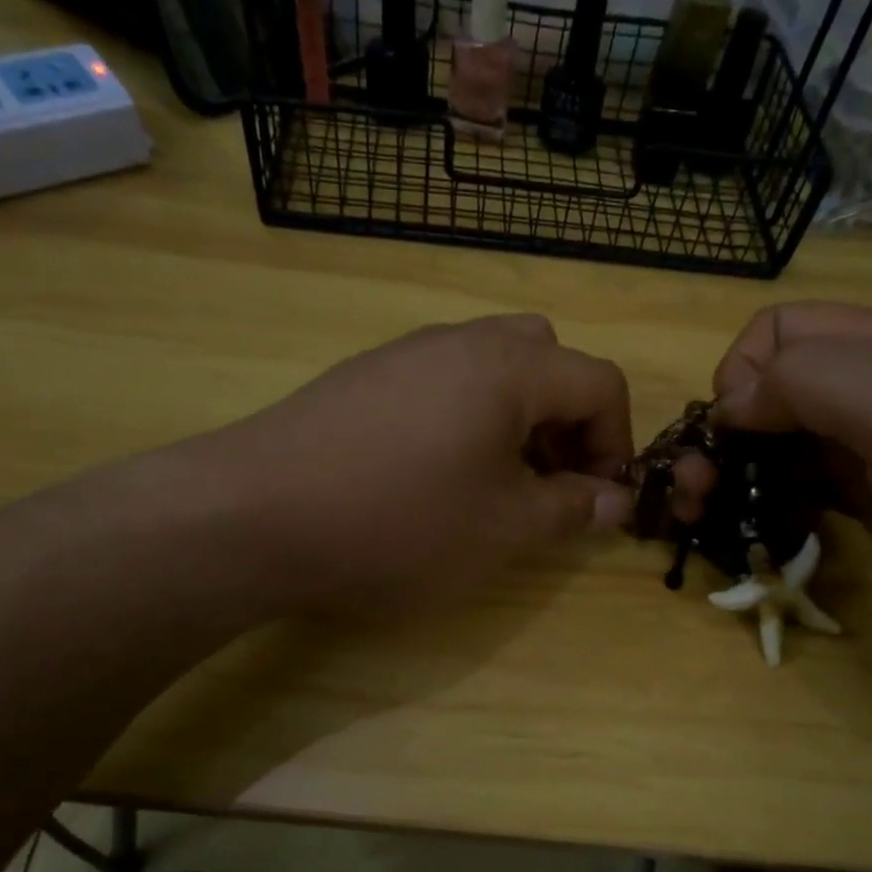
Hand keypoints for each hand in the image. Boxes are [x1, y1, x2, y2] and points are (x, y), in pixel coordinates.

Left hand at [214, 315, 634, 613]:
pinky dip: (465, 417)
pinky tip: (432, 474)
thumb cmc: (399, 523)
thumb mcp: (502, 529)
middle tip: (548, 481)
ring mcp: (406, 353)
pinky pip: (441, 380)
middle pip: (547, 358)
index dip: (616, 440)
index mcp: (510, 367)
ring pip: (491, 365)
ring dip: (516, 417)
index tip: (600, 497)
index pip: (599, 381)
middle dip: (566, 419)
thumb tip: (616, 501)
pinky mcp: (364, 376)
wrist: (256, 513)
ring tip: (495, 483)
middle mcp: (462, 341)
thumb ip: (571, 510)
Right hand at [681, 302, 871, 661]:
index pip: (777, 331)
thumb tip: (730, 403)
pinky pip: (800, 490)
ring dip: (734, 473)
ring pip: (778, 444)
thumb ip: (810, 383)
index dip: (739, 374)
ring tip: (706, 515)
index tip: (731, 435)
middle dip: (722, 432)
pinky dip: (766, 504)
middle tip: (697, 491)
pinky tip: (754, 530)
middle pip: (768, 389)